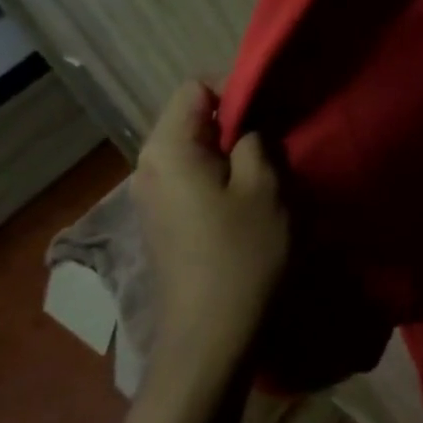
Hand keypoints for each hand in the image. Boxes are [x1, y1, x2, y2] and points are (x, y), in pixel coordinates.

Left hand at [130, 81, 288, 379]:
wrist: (211, 335)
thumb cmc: (242, 253)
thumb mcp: (266, 185)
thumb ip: (257, 138)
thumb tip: (250, 124)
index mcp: (167, 148)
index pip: (197, 87)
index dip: (237, 91)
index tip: (271, 116)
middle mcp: (147, 165)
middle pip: (193, 118)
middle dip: (236, 124)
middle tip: (275, 148)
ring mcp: (150, 196)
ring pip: (195, 150)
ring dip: (231, 154)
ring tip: (265, 177)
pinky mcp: (161, 221)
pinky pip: (191, 178)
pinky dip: (219, 179)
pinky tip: (244, 205)